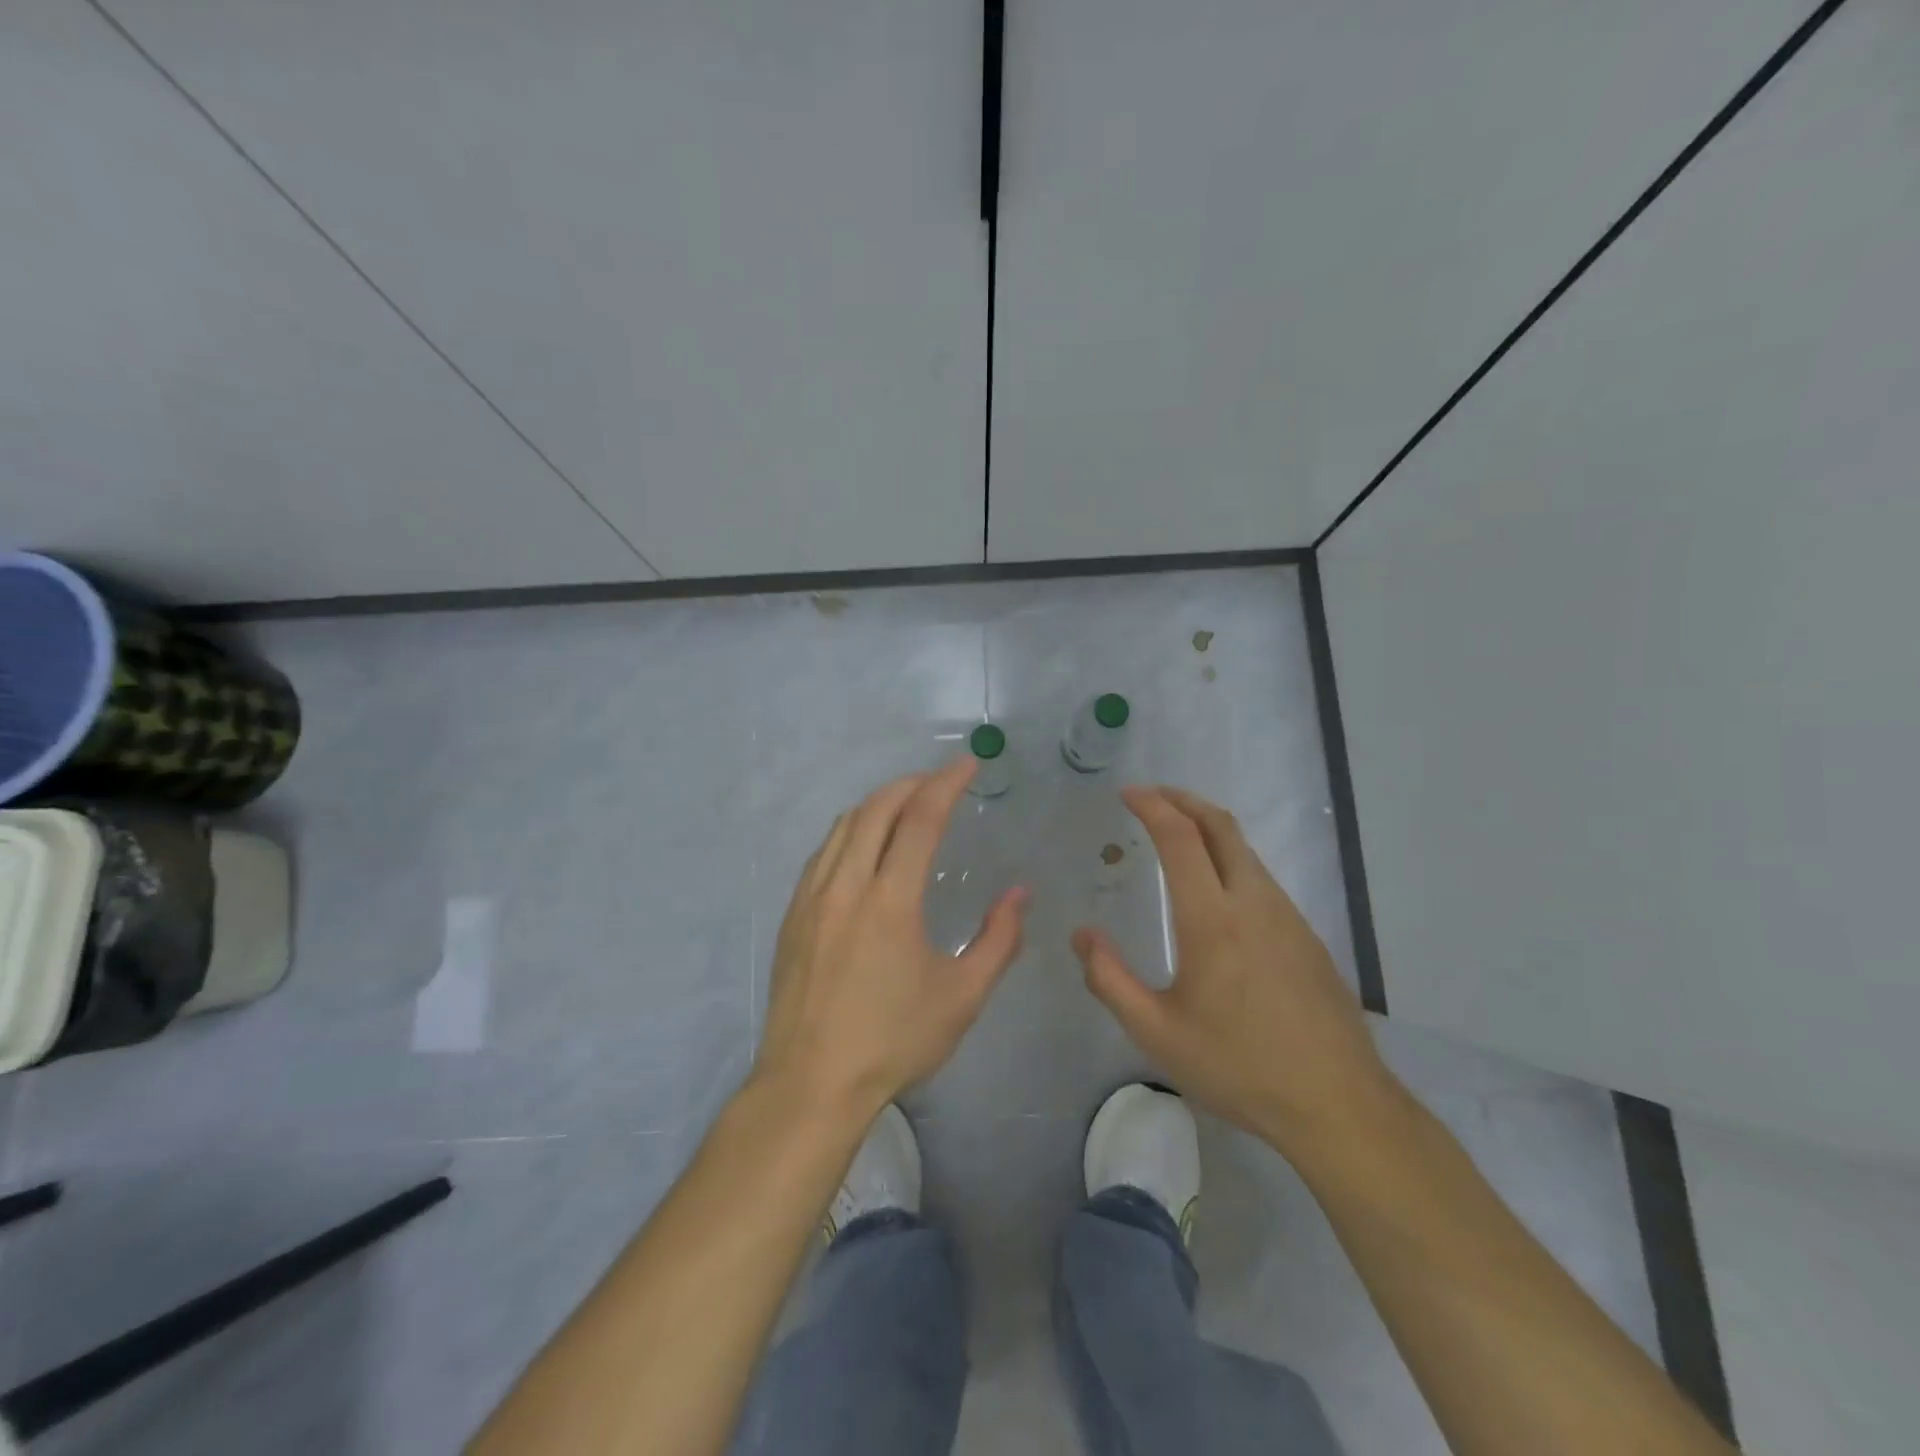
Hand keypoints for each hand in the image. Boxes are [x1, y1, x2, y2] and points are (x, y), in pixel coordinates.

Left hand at [756, 757, 1028, 1124]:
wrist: (811, 1083)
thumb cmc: (893, 1041)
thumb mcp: (962, 998)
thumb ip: (998, 940)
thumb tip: (1019, 894)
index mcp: (889, 901)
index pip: (920, 819)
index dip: (946, 783)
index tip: (967, 764)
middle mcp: (846, 886)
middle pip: (876, 808)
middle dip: (911, 783)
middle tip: (939, 781)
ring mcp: (812, 898)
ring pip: (843, 825)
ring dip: (878, 804)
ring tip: (906, 805)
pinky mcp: (792, 915)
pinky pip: (823, 852)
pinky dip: (850, 832)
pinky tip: (864, 847)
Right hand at [1074, 786, 1396, 1157]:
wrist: (1338, 1104)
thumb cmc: (1239, 1067)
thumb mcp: (1157, 1033)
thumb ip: (1110, 980)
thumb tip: (1083, 935)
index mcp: (1212, 919)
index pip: (1181, 838)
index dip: (1152, 806)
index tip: (1127, 793)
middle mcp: (1253, 902)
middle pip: (1220, 825)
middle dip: (1183, 799)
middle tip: (1151, 796)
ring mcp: (1287, 916)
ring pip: (1244, 850)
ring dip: (1208, 828)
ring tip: (1176, 836)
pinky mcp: (1306, 936)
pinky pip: (1261, 878)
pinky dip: (1229, 858)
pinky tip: (1215, 891)